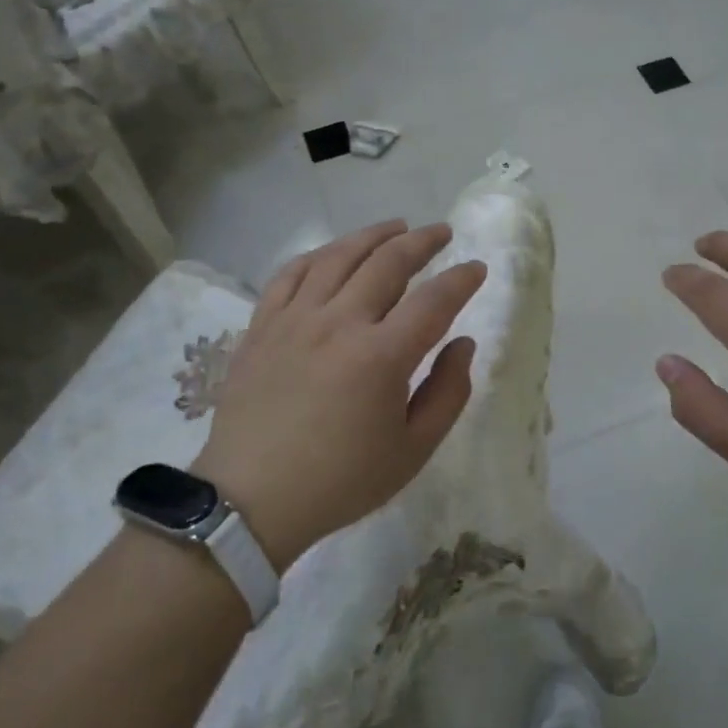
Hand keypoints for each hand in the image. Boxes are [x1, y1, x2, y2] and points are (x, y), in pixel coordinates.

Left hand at [195, 220, 486, 571]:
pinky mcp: (262, 326)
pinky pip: (291, 273)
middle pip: (387, 262)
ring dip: (373, 235)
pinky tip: (334, 253)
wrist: (251, 500)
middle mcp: (339, 323)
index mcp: (382, 356)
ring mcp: (295, 319)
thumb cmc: (340, 481)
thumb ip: (448, 392)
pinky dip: (318, 255)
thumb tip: (462, 343)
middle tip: (441, 233)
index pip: (434, 300)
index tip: (476, 268)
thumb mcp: (413, 451)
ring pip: (338, 256)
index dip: (461, 279)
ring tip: (396, 227)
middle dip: (422, 241)